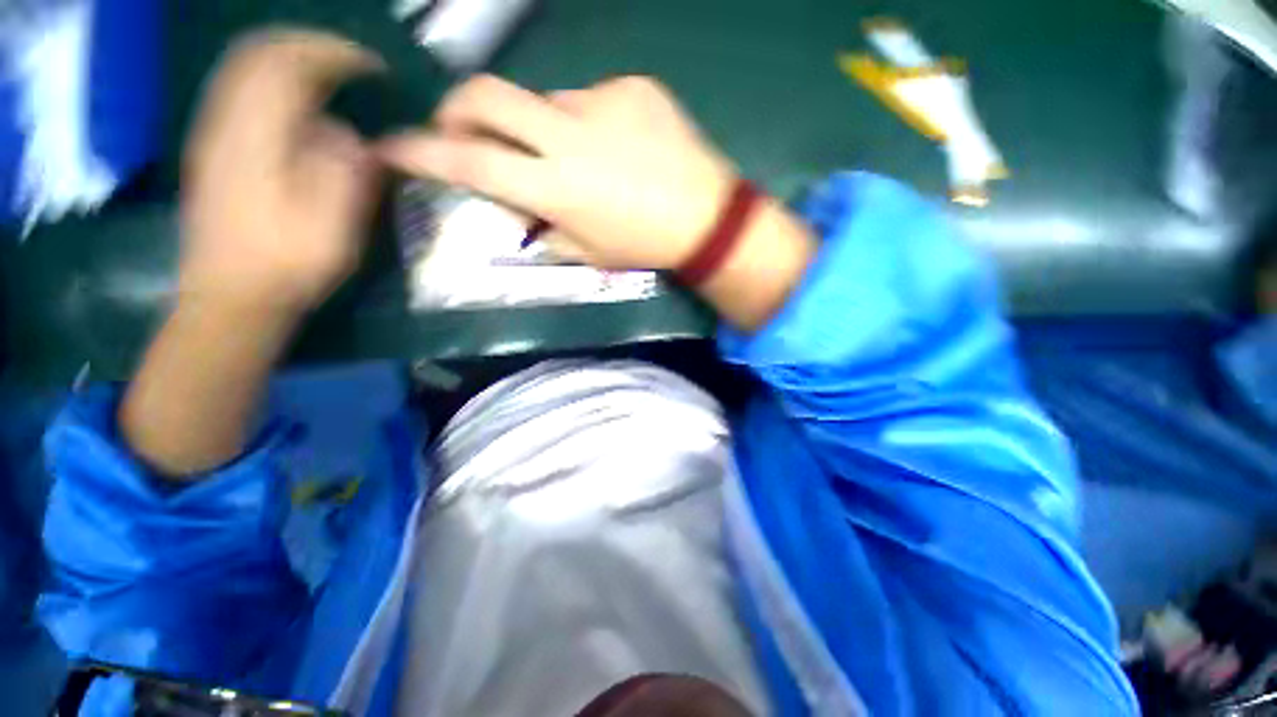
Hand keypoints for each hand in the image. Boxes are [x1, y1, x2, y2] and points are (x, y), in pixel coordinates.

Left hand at [180, 30, 382, 313]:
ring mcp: (212, 134)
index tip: (374, 68)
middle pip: (259, 53)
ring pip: (243, 68)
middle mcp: (226, 121)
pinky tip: (295, 103)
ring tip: (328, 74)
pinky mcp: (212, 150)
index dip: (335, 55)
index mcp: (257, 136)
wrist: (230, 298)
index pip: (290, 64)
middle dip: (309, 46)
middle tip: (351, 63)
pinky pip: (236, 91)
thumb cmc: (288, 264)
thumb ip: (345, 168)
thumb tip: (348, 134)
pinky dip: (269, 80)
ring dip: (288, 59)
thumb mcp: (333, 222)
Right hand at [377, 75, 735, 270]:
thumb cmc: (645, 245)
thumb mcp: (588, 253)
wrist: (705, 216)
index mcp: (557, 189)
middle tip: (463, 128)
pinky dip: (590, 123)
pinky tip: (620, 148)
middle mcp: (569, 136)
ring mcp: (603, 103)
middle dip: (459, 108)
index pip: (471, 164)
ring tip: (582, 159)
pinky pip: (593, 100)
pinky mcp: (634, 86)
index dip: (423, 154)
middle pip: (486, 96)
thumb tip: (518, 208)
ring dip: (544, 127)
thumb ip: (544, 229)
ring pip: (545, 101)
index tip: (392, 147)